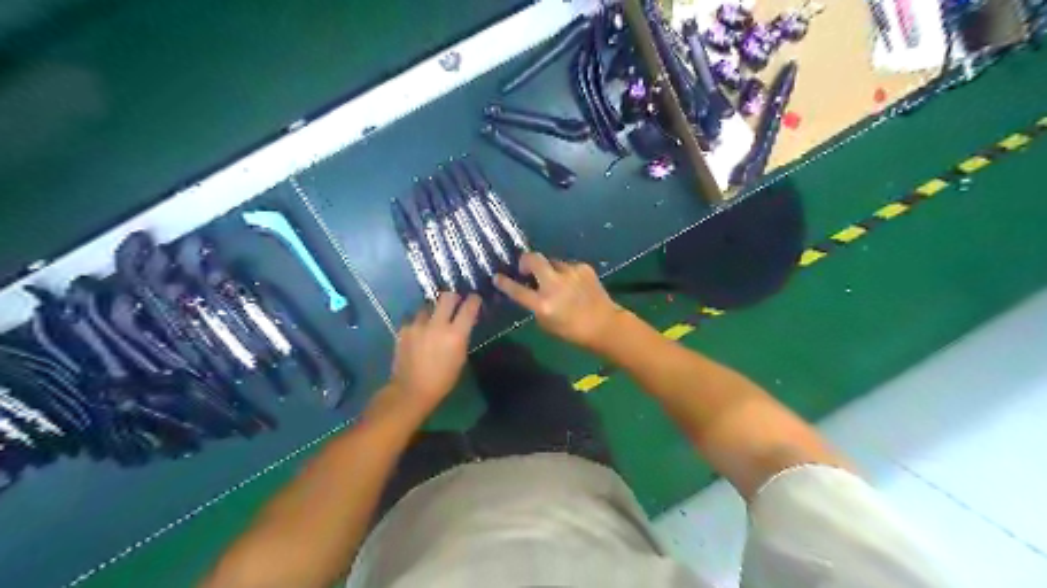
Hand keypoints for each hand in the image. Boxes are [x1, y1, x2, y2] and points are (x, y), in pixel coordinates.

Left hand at [378, 294, 482, 422]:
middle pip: (447, 297)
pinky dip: (418, 324)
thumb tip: (463, 324)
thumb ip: (461, 337)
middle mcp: (437, 325)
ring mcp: (418, 325)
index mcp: (456, 334)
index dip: (473, 300)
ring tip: (432, 322)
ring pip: (428, 307)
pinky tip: (418, 333)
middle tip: (454, 303)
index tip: (474, 299)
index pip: (469, 307)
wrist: (411, 390)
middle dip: (453, 297)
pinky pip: (414, 319)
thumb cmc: (442, 380)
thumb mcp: (460, 359)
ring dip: (432, 312)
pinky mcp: (404, 329)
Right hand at [491, 249, 619, 350]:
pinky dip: (566, 274)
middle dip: (525, 260)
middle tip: (525, 268)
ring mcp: (570, 273)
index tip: (497, 277)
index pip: (516, 290)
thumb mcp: (546, 323)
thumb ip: (535, 306)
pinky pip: (567, 266)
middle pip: (533, 259)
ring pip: (552, 262)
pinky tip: (573, 284)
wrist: (605, 325)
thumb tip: (529, 291)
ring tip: (556, 281)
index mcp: (543, 304)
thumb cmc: (573, 331)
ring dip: (549, 269)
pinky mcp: (583, 268)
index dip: (504, 283)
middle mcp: (555, 285)